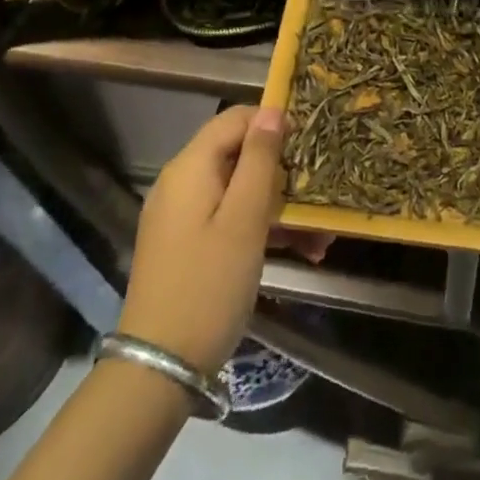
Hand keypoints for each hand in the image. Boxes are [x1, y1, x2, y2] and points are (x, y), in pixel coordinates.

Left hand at [116, 104, 325, 377]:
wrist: (158, 370)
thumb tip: (271, 110)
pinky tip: (300, 252)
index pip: (235, 118)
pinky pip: (229, 219)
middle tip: (321, 195)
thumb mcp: (244, 220)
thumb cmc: (208, 285)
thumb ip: (259, 159)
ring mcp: (182, 216)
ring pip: (239, 191)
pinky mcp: (187, 244)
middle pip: (239, 155)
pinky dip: (260, 229)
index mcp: (190, 167)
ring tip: (321, 237)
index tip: (311, 141)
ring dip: (279, 208)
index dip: (273, 121)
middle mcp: (182, 182)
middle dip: (283, 173)